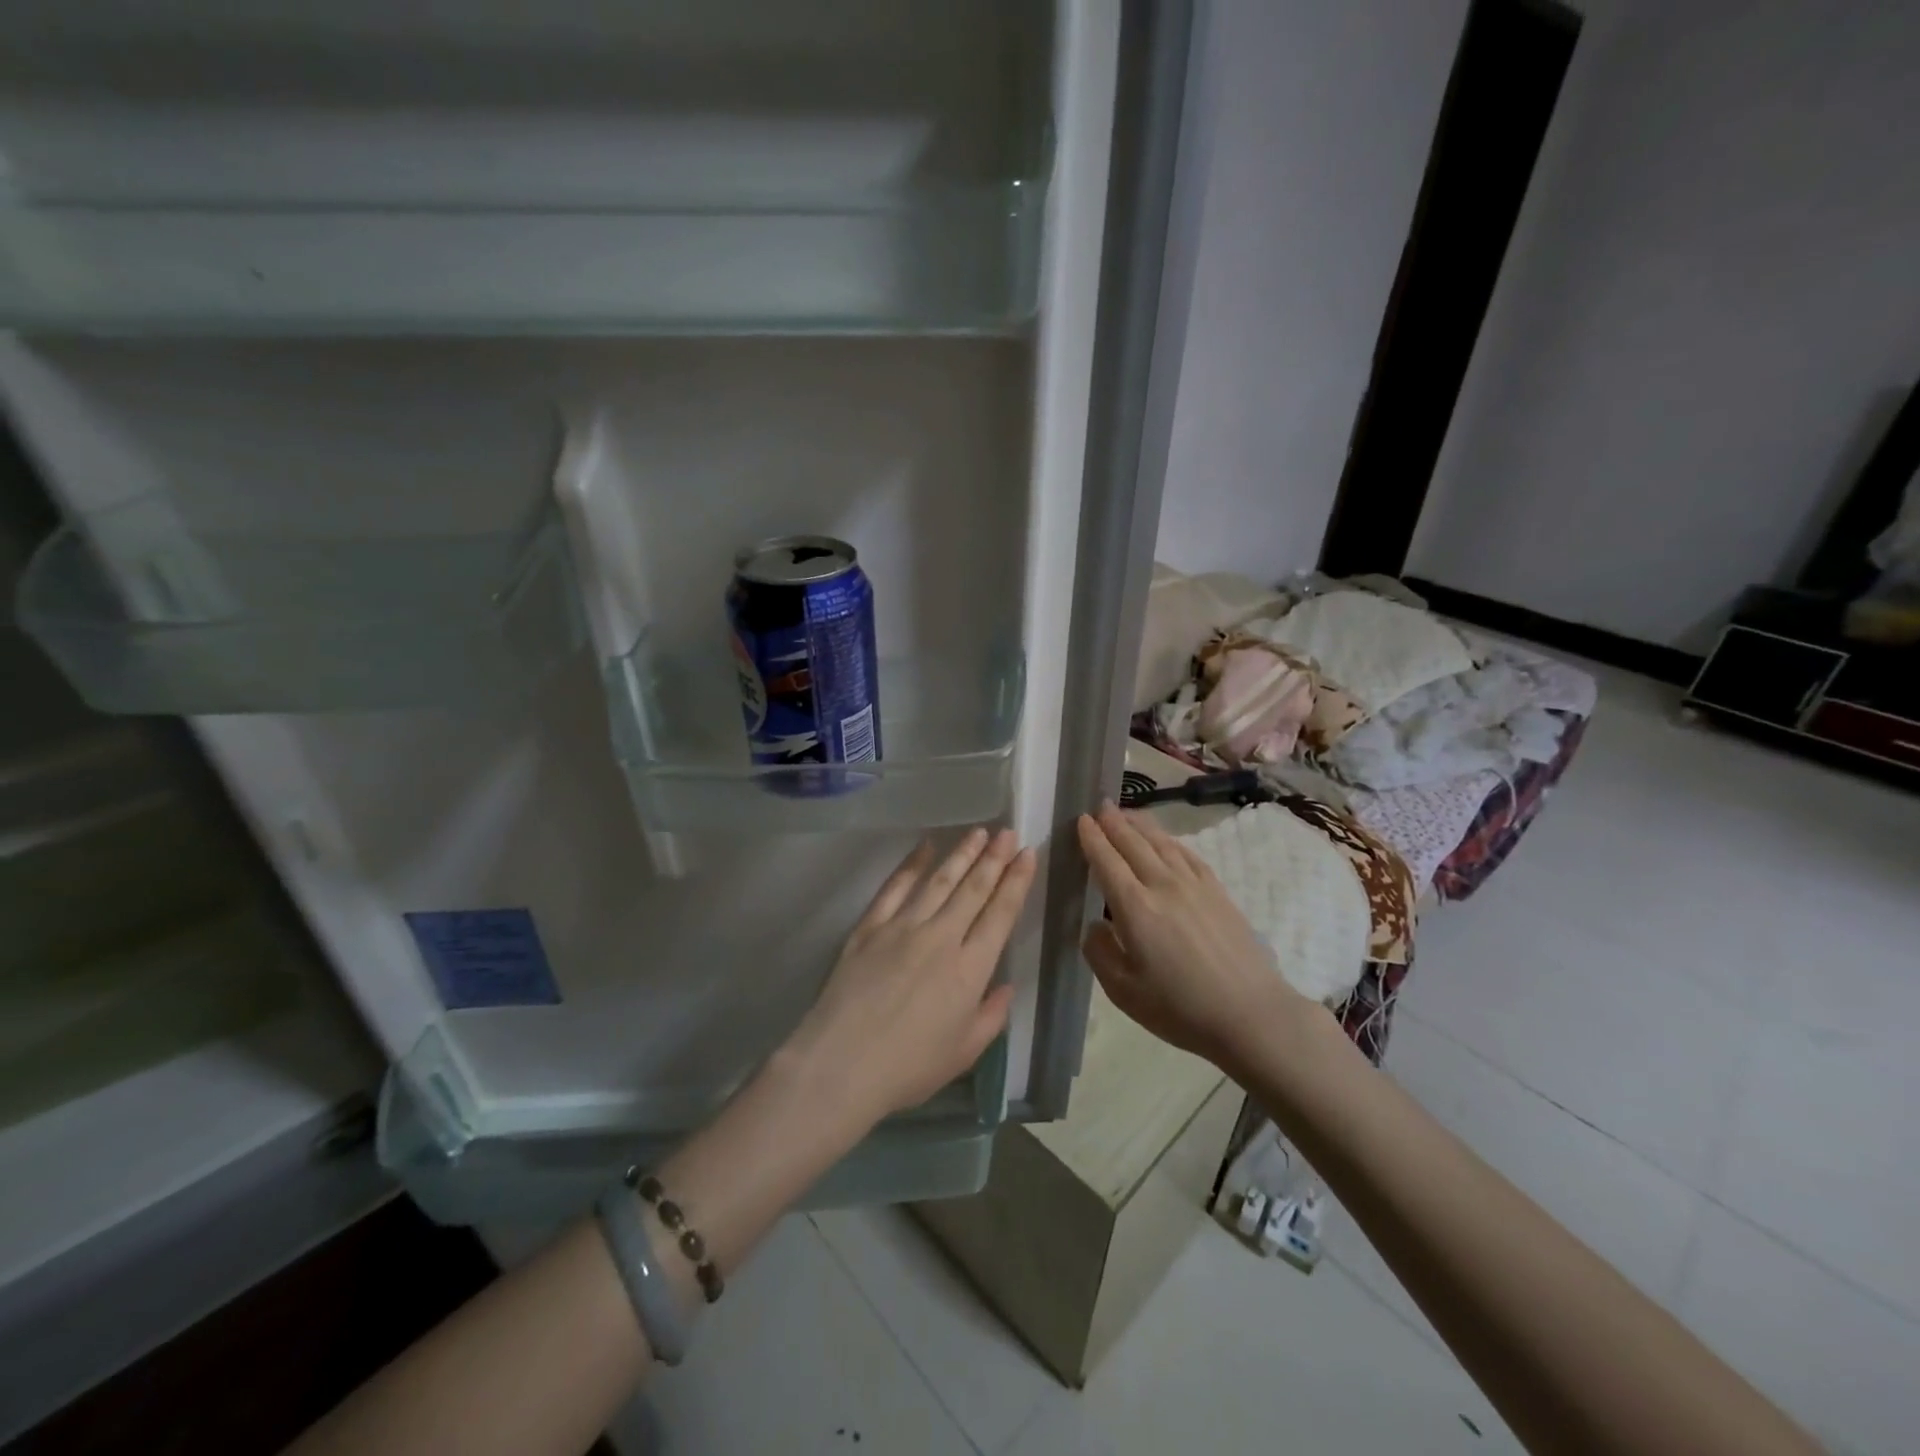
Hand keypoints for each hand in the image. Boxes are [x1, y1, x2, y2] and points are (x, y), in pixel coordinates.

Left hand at [781, 828, 1035, 1129]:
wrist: (841, 1064)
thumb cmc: (908, 1067)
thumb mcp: (964, 1053)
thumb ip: (991, 1016)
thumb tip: (1005, 986)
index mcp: (970, 969)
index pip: (1000, 914)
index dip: (1016, 882)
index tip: (1027, 855)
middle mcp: (941, 937)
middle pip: (973, 889)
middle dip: (994, 858)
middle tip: (1008, 832)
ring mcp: (903, 927)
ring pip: (939, 881)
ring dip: (961, 854)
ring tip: (979, 832)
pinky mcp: (870, 926)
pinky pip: (895, 887)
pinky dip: (912, 864)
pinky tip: (925, 847)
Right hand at [1077, 804, 1309, 1073]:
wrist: (1251, 1014)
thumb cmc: (1181, 1008)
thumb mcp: (1123, 991)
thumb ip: (1100, 952)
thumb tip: (1093, 925)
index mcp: (1135, 907)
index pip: (1106, 861)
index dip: (1091, 839)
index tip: (1081, 820)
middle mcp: (1163, 885)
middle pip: (1133, 843)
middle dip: (1113, 822)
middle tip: (1099, 805)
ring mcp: (1194, 885)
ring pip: (1161, 843)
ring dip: (1140, 824)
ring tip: (1126, 813)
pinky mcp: (1218, 892)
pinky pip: (1187, 854)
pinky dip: (1170, 841)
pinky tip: (1165, 840)